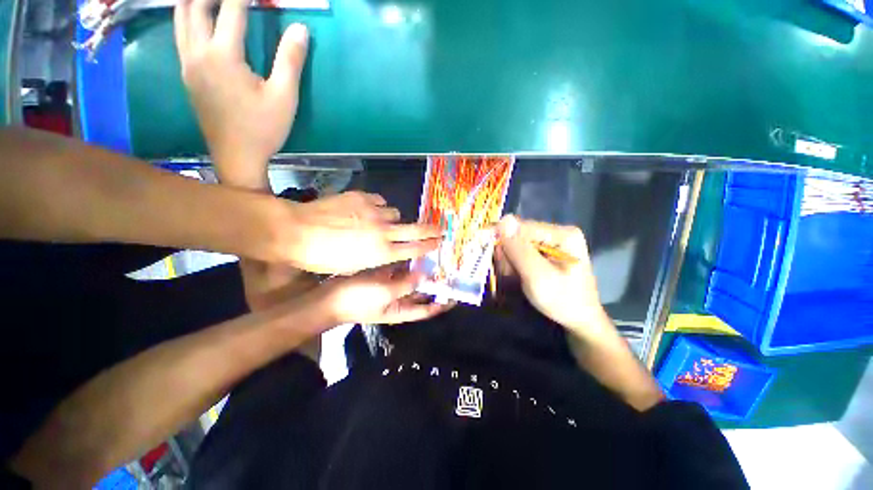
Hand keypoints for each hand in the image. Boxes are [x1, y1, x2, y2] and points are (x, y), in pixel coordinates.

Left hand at [174, 0, 307, 188]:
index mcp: (223, 56)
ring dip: (192, 0)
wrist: (236, 156)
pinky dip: (186, 17)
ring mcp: (188, 64)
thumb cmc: (263, 129)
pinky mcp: (187, 75)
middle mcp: (198, 53)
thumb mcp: (284, 98)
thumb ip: (290, 61)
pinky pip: (180, 35)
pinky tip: (195, 16)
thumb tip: (301, 28)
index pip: (232, 10)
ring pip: (181, 18)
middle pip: (196, 6)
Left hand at [278, 191, 441, 273]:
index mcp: (382, 252)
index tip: (440, 241)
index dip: (429, 245)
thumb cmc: (323, 258)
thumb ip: (378, 257)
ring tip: (381, 222)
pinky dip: (377, 207)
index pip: (415, 248)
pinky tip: (367, 211)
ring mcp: (374, 211)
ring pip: (395, 213)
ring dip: (393, 219)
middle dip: (431, 229)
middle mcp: (384, 230)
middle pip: (416, 228)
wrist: (296, 230)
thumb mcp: (354, 266)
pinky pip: (379, 201)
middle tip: (441, 228)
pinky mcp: (362, 197)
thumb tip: (390, 250)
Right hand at [314, 265, 453, 325]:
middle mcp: (401, 300)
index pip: (428, 310)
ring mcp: (392, 288)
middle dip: (435, 283)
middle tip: (450, 269)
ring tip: (437, 258)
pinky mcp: (384, 278)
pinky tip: (416, 252)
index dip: (443, 304)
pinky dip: (408, 264)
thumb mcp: (386, 293)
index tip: (456, 294)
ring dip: (423, 271)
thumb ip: (407, 284)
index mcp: (403, 310)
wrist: (329, 298)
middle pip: (423, 293)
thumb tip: (424, 276)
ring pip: (413, 279)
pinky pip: (400, 270)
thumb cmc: (359, 300)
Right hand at [496, 215, 609, 338]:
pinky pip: (521, 251)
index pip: (522, 227)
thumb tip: (503, 219)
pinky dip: (514, 264)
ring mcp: (552, 242)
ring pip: (517, 244)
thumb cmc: (562, 302)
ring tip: (514, 278)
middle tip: (509, 274)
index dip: (502, 237)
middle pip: (518, 234)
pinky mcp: (546, 252)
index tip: (488, 254)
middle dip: (508, 254)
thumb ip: (519, 249)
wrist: (579, 322)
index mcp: (562, 234)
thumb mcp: (538, 277)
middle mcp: (557, 233)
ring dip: (510, 261)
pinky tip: (518, 276)